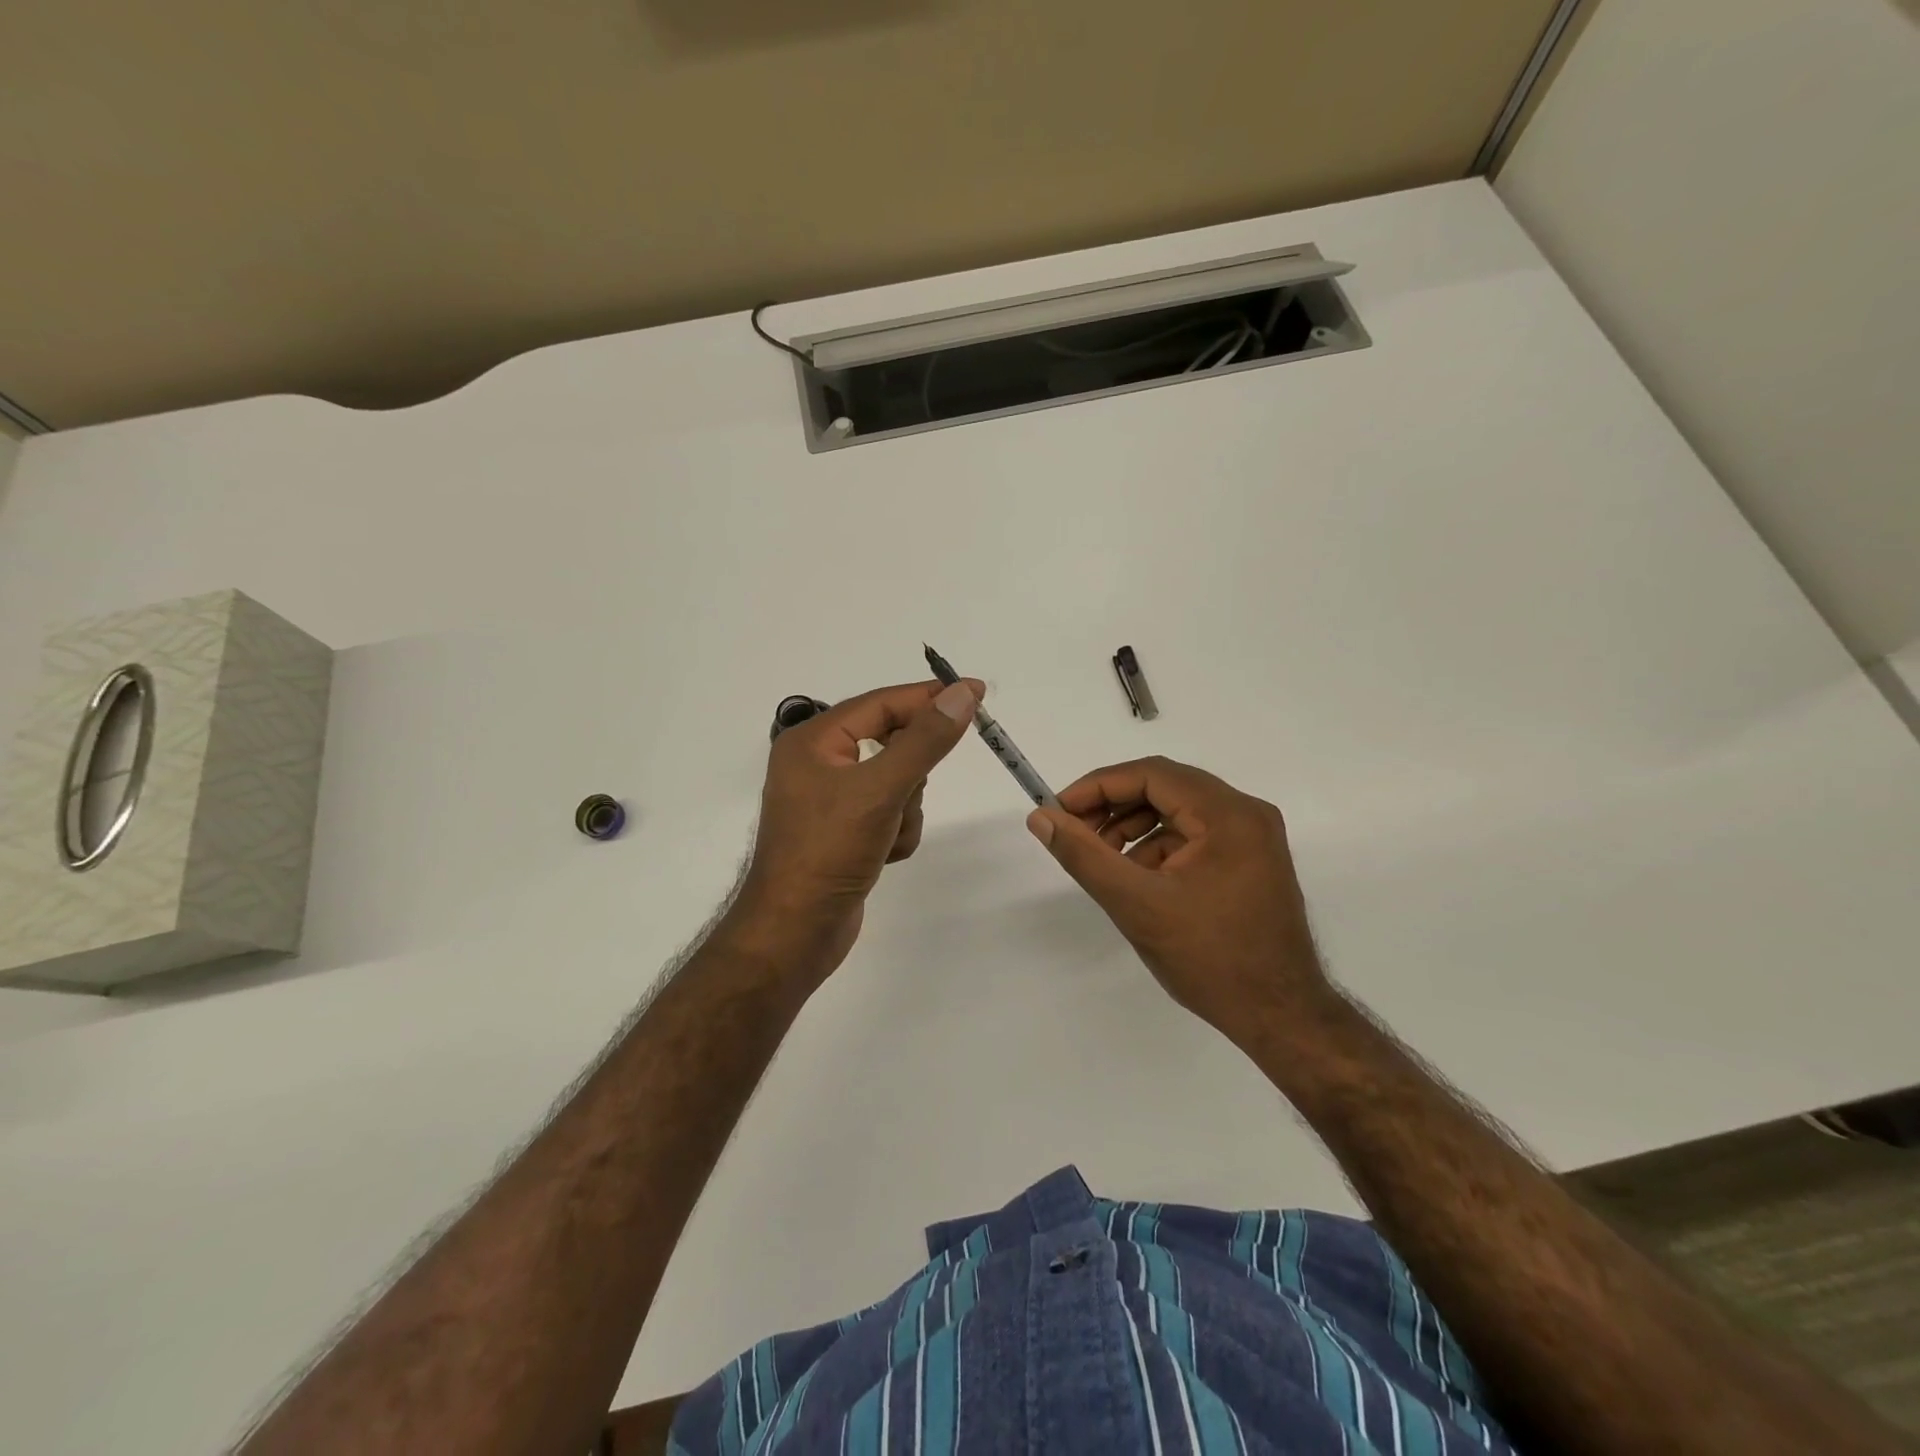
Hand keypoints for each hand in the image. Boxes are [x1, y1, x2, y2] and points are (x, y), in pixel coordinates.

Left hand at [734, 677, 981, 979]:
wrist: (794, 934)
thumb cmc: (828, 852)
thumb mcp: (881, 789)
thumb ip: (925, 740)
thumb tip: (963, 693)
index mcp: (813, 741)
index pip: (881, 703)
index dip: (929, 697)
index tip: (976, 693)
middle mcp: (819, 764)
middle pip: (892, 744)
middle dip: (910, 775)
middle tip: (906, 794)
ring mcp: (832, 801)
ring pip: (898, 782)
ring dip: (905, 810)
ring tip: (885, 836)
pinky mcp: (845, 832)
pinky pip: (890, 813)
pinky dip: (897, 832)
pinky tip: (882, 857)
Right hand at [1026, 756, 1327, 1041]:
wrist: (1280, 1017)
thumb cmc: (1210, 959)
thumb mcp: (1137, 904)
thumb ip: (1084, 856)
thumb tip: (1041, 818)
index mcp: (1228, 814)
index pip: (1152, 774)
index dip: (1098, 786)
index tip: (1059, 810)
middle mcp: (1246, 814)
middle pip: (1166, 788)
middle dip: (1114, 806)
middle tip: (1074, 832)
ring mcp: (1252, 838)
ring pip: (1177, 812)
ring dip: (1133, 827)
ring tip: (1102, 859)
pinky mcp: (1250, 861)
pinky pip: (1193, 836)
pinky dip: (1157, 847)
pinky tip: (1135, 878)